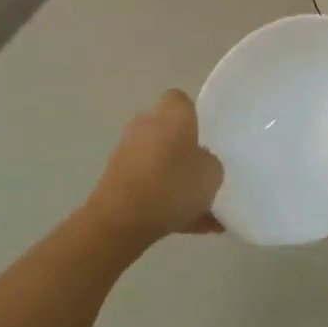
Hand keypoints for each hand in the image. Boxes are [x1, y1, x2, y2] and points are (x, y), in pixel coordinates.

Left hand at [87, 90, 223, 246]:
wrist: (121, 220)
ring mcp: (127, 152)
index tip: (205, 137)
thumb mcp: (212, 174)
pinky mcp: (115, 179)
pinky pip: (147, 186)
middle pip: (168, 132)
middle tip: (202, 174)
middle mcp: (146, 125)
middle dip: (183, 152)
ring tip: (201, 211)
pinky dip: (163, 202)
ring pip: (159, 163)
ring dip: (174, 180)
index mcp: (171, 115)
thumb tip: (200, 161)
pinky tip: (186, 226)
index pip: (180, 100)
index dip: (193, 116)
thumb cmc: (172, 185)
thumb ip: (210, 162)